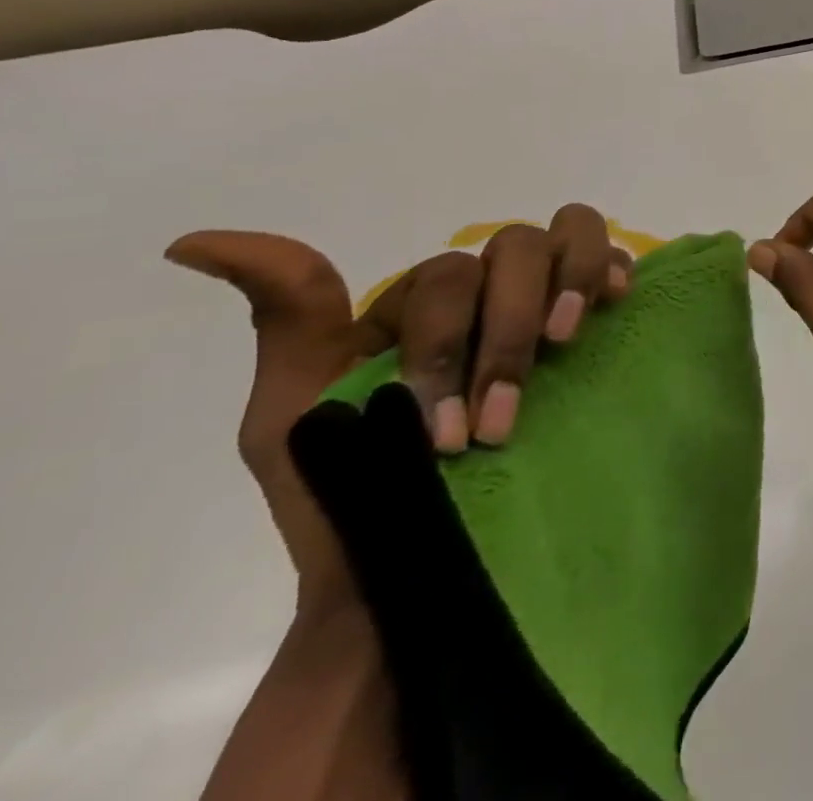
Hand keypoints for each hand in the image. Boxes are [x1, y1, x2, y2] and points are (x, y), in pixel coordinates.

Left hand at [165, 206, 630, 609]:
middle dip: (509, 328)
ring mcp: (547, 304)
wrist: (417, 579)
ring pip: (568, 234)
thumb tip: (198, 241)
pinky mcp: (596, 328)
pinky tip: (614, 299)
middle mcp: (490, 293)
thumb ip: (286, 319)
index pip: (448, 274)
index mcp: (422, 306)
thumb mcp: (293, 411)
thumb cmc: (351, 502)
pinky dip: (612, 268)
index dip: (449, 342)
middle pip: (513, 248)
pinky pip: (614, 263)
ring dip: (568, 282)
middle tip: (503, 413)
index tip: (445, 432)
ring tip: (567, 340)